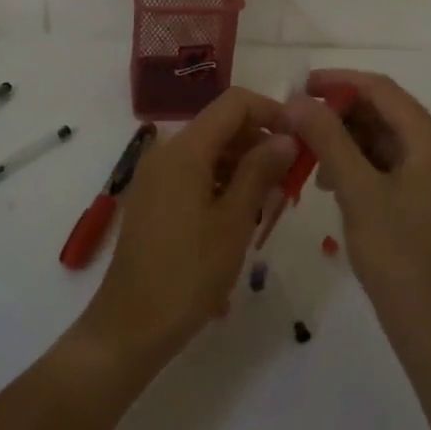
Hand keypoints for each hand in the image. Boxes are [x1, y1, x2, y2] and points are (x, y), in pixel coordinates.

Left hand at [76, 87, 295, 371]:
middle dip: (260, 143)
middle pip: (222, 125)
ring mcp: (157, 175)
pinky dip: (222, 182)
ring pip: (210, 150)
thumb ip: (261, 171)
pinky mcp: (154, 197)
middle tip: (291, 180)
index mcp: (185, 149)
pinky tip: (242, 215)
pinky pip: (195, 172)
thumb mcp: (234, 222)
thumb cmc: (188, 274)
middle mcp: (167, 151)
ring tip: (272, 203)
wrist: (130, 326)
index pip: (234, 103)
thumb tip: (286, 136)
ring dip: (244, 166)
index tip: (300, 139)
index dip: (271, 111)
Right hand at [281, 71, 430, 362]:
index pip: (381, 89)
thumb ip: (327, 139)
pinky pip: (389, 164)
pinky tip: (330, 182)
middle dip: (338, 114)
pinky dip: (359, 164)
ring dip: (345, 140)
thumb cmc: (399, 257)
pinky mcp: (429, 198)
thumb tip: (296, 100)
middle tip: (295, 124)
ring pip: (383, 139)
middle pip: (383, 112)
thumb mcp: (357, 192)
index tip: (297, 86)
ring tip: (307, 157)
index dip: (338, 81)